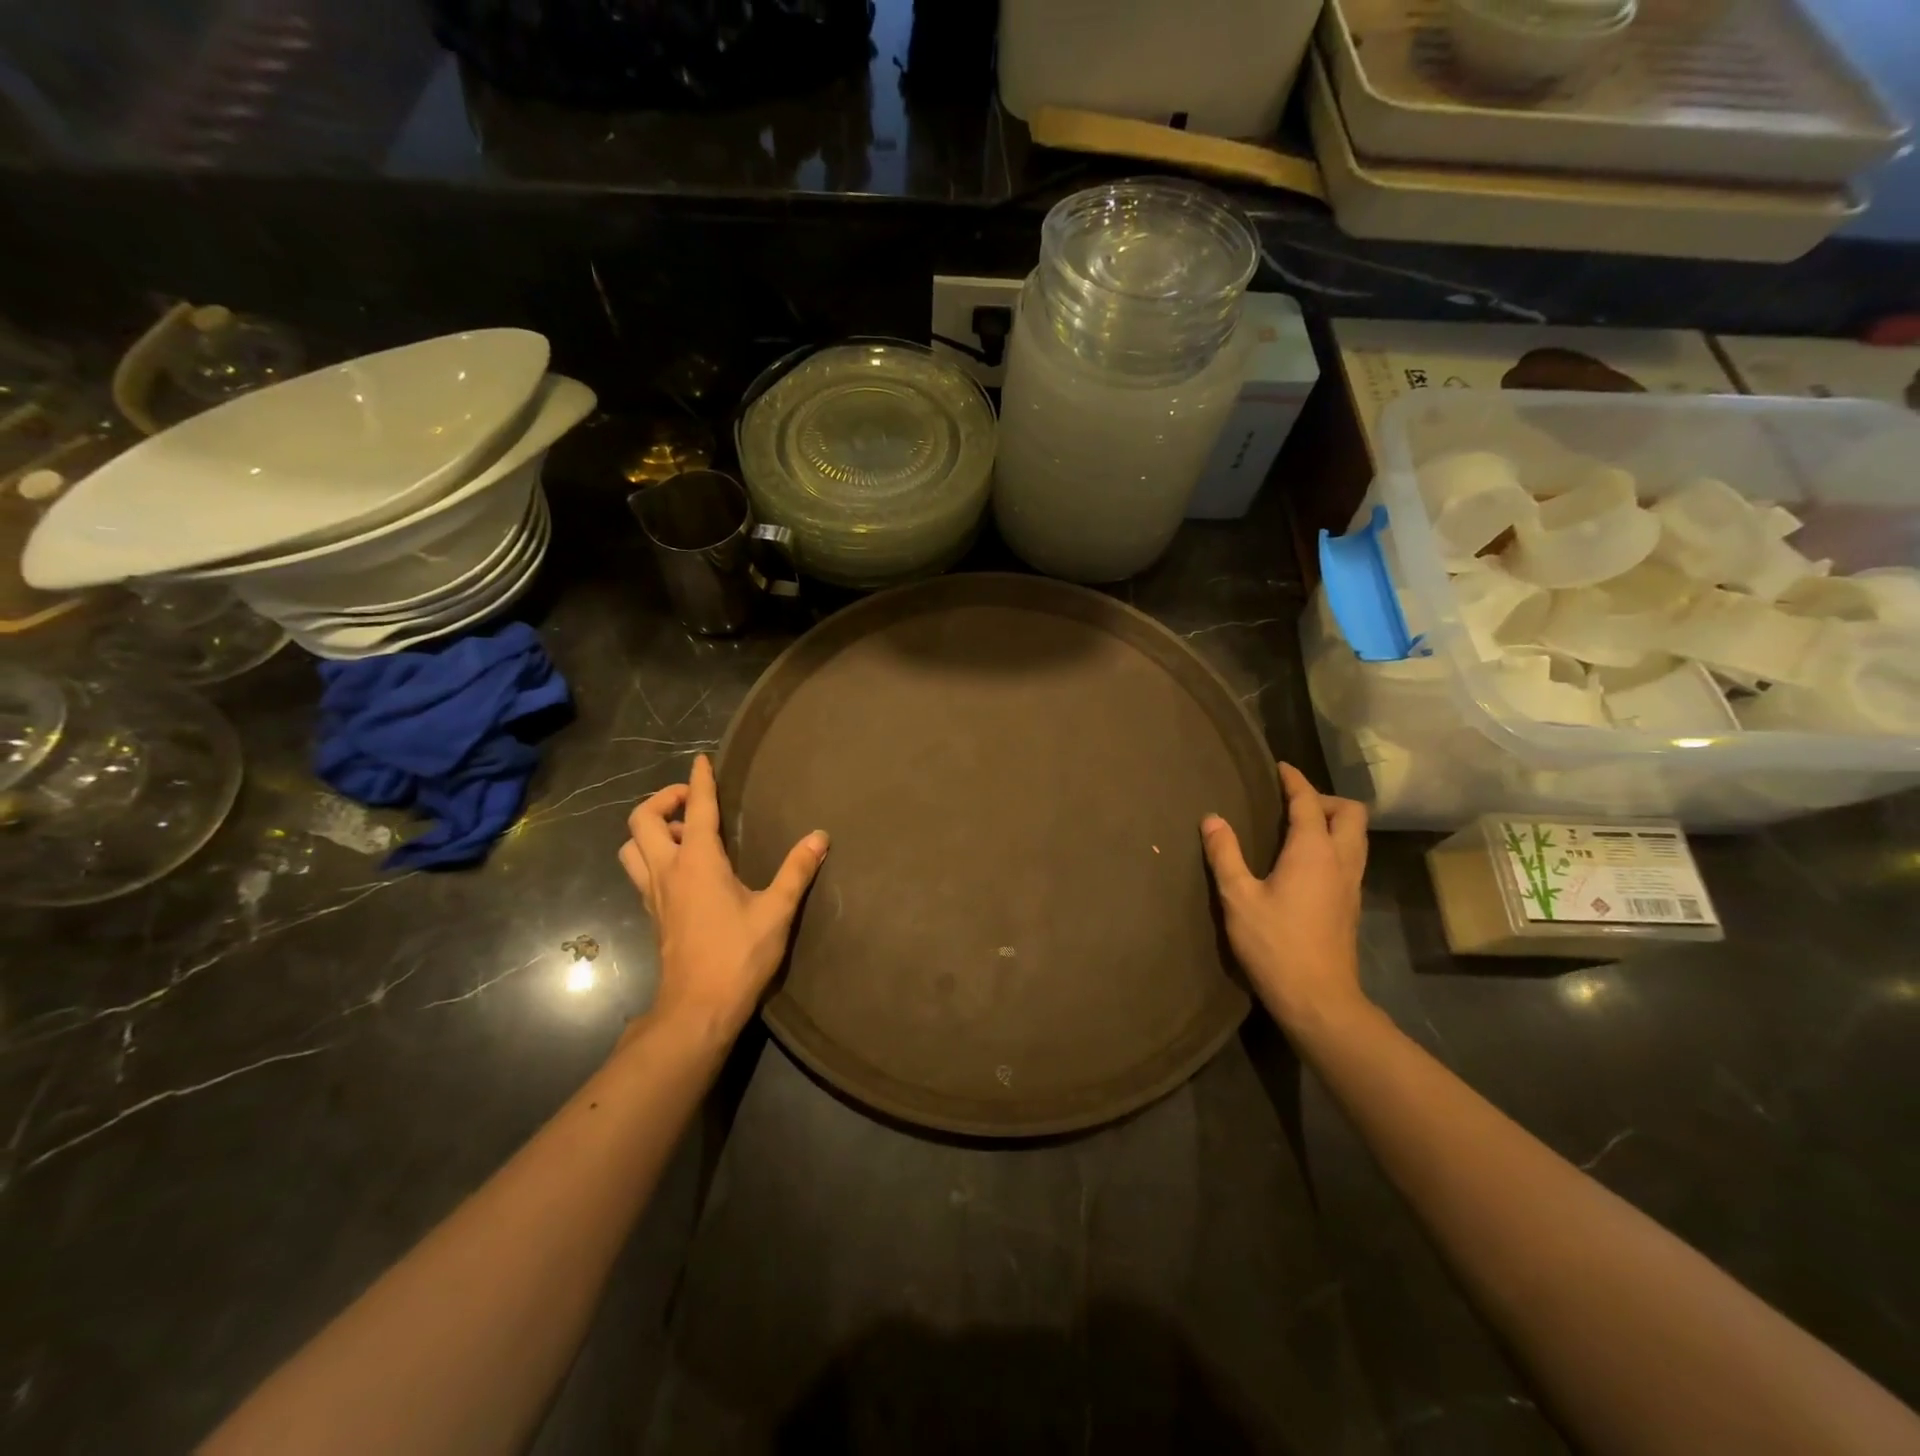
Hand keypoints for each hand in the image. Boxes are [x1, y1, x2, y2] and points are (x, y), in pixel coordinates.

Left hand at [619, 755, 828, 1043]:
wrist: (697, 1009)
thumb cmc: (738, 956)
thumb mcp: (776, 911)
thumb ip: (797, 870)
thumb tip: (820, 836)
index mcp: (697, 863)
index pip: (695, 809)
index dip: (698, 781)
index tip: (701, 760)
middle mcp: (668, 871)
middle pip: (642, 820)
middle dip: (663, 800)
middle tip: (691, 801)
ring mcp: (654, 894)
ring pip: (631, 847)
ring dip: (650, 830)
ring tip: (683, 833)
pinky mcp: (654, 914)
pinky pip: (640, 871)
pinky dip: (652, 855)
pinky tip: (683, 868)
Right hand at [1201, 762, 1369, 1034]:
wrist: (1319, 999)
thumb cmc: (1275, 944)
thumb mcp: (1238, 898)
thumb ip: (1225, 854)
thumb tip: (1212, 818)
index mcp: (1314, 851)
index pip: (1309, 802)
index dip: (1295, 781)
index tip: (1280, 767)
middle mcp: (1341, 861)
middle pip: (1351, 813)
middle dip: (1324, 799)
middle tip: (1291, 803)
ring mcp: (1352, 884)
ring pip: (1357, 836)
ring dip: (1334, 822)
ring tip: (1298, 827)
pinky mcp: (1351, 905)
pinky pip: (1350, 857)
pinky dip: (1334, 844)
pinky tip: (1305, 862)